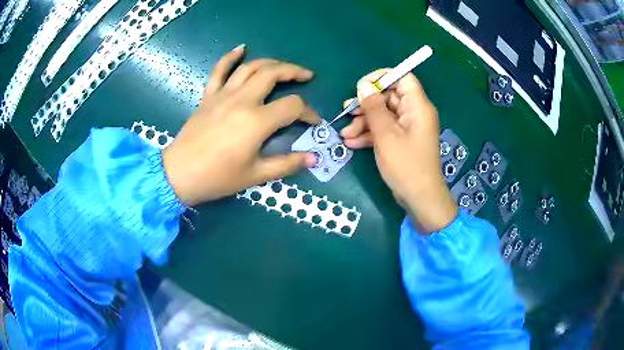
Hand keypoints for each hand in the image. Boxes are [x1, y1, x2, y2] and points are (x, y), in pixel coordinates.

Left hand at [162, 45, 320, 205]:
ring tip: (283, 66)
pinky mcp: (208, 96)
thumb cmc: (218, 177)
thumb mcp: (256, 175)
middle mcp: (242, 100)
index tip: (313, 121)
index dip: (308, 112)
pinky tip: (241, 49)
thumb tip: (314, 158)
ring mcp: (223, 95)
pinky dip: (230, 57)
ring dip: (271, 62)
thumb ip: (287, 164)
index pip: (293, 106)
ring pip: (251, 67)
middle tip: (306, 75)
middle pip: (273, 74)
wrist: (180, 174)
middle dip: (294, 72)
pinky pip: (219, 70)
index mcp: (257, 121)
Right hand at [341, 69, 456, 232]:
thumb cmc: (405, 165)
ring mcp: (408, 128)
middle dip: (366, 105)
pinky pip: (385, 130)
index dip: (382, 77)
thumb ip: (373, 108)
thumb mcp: (385, 135)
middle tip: (347, 112)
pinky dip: (370, 134)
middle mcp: (414, 113)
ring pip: (384, 114)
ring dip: (364, 122)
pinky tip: (352, 143)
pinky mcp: (402, 140)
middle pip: (389, 97)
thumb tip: (363, 85)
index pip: (403, 78)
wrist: (419, 198)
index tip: (362, 86)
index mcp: (417, 106)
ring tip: (345, 134)